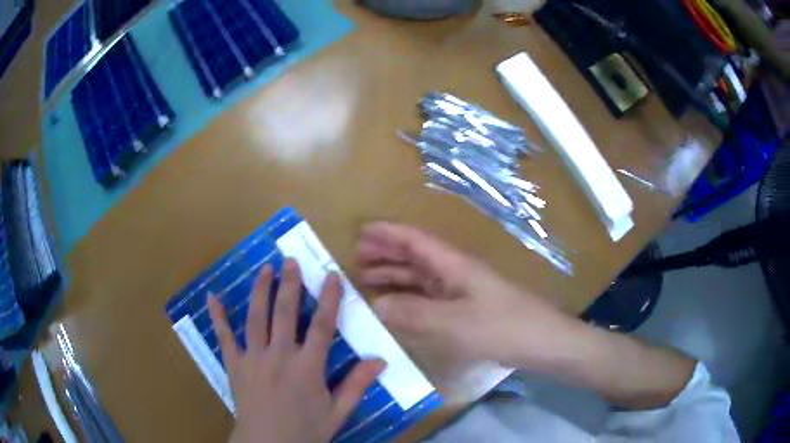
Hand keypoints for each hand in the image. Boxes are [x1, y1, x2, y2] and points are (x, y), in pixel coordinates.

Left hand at [208, 259, 385, 442]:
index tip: (331, 275)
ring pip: (256, 317)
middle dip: (289, 284)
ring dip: (261, 290)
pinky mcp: (234, 364)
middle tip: (291, 260)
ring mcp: (253, 358)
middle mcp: (279, 356)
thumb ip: (356, 385)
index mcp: (307, 368)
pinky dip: (217, 316)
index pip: (321, 326)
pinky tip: (212, 296)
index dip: (328, 299)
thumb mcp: (337, 412)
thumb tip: (380, 360)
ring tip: (265, 268)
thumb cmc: (305, 431)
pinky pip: (224, 337)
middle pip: (285, 313)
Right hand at [358, 222, 581, 370]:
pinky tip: (398, 306)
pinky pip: (430, 298)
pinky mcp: (467, 310)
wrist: (541, 342)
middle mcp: (456, 272)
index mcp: (454, 264)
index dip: (389, 233)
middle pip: (416, 255)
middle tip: (357, 258)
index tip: (362, 231)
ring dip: (396, 275)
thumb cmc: (500, 326)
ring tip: (368, 279)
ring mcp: (462, 291)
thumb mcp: (452, 322)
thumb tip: (375, 305)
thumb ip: (412, 313)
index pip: (415, 240)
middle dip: (387, 253)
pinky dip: (410, 298)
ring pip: (422, 277)